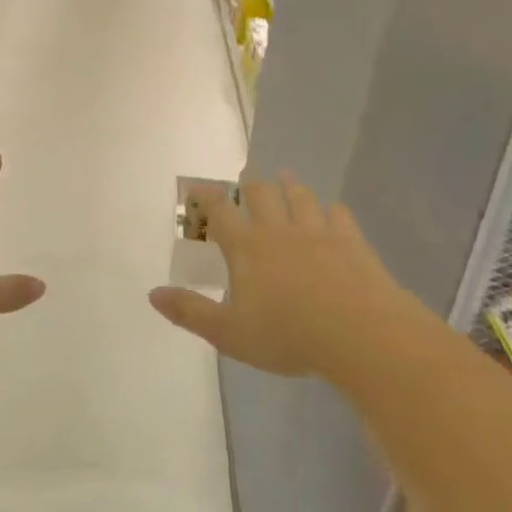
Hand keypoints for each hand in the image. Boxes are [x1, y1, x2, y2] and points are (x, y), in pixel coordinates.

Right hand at [150, 176, 397, 377]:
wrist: (359, 334)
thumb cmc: (288, 335)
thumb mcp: (229, 333)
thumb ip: (190, 312)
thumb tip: (152, 294)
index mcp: (247, 248)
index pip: (220, 214)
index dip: (207, 198)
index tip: (199, 187)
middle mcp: (278, 231)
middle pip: (261, 195)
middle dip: (250, 184)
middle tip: (246, 175)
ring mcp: (317, 232)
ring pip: (300, 198)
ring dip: (290, 185)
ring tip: (285, 176)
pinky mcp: (351, 241)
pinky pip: (338, 215)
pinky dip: (331, 209)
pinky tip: (332, 209)